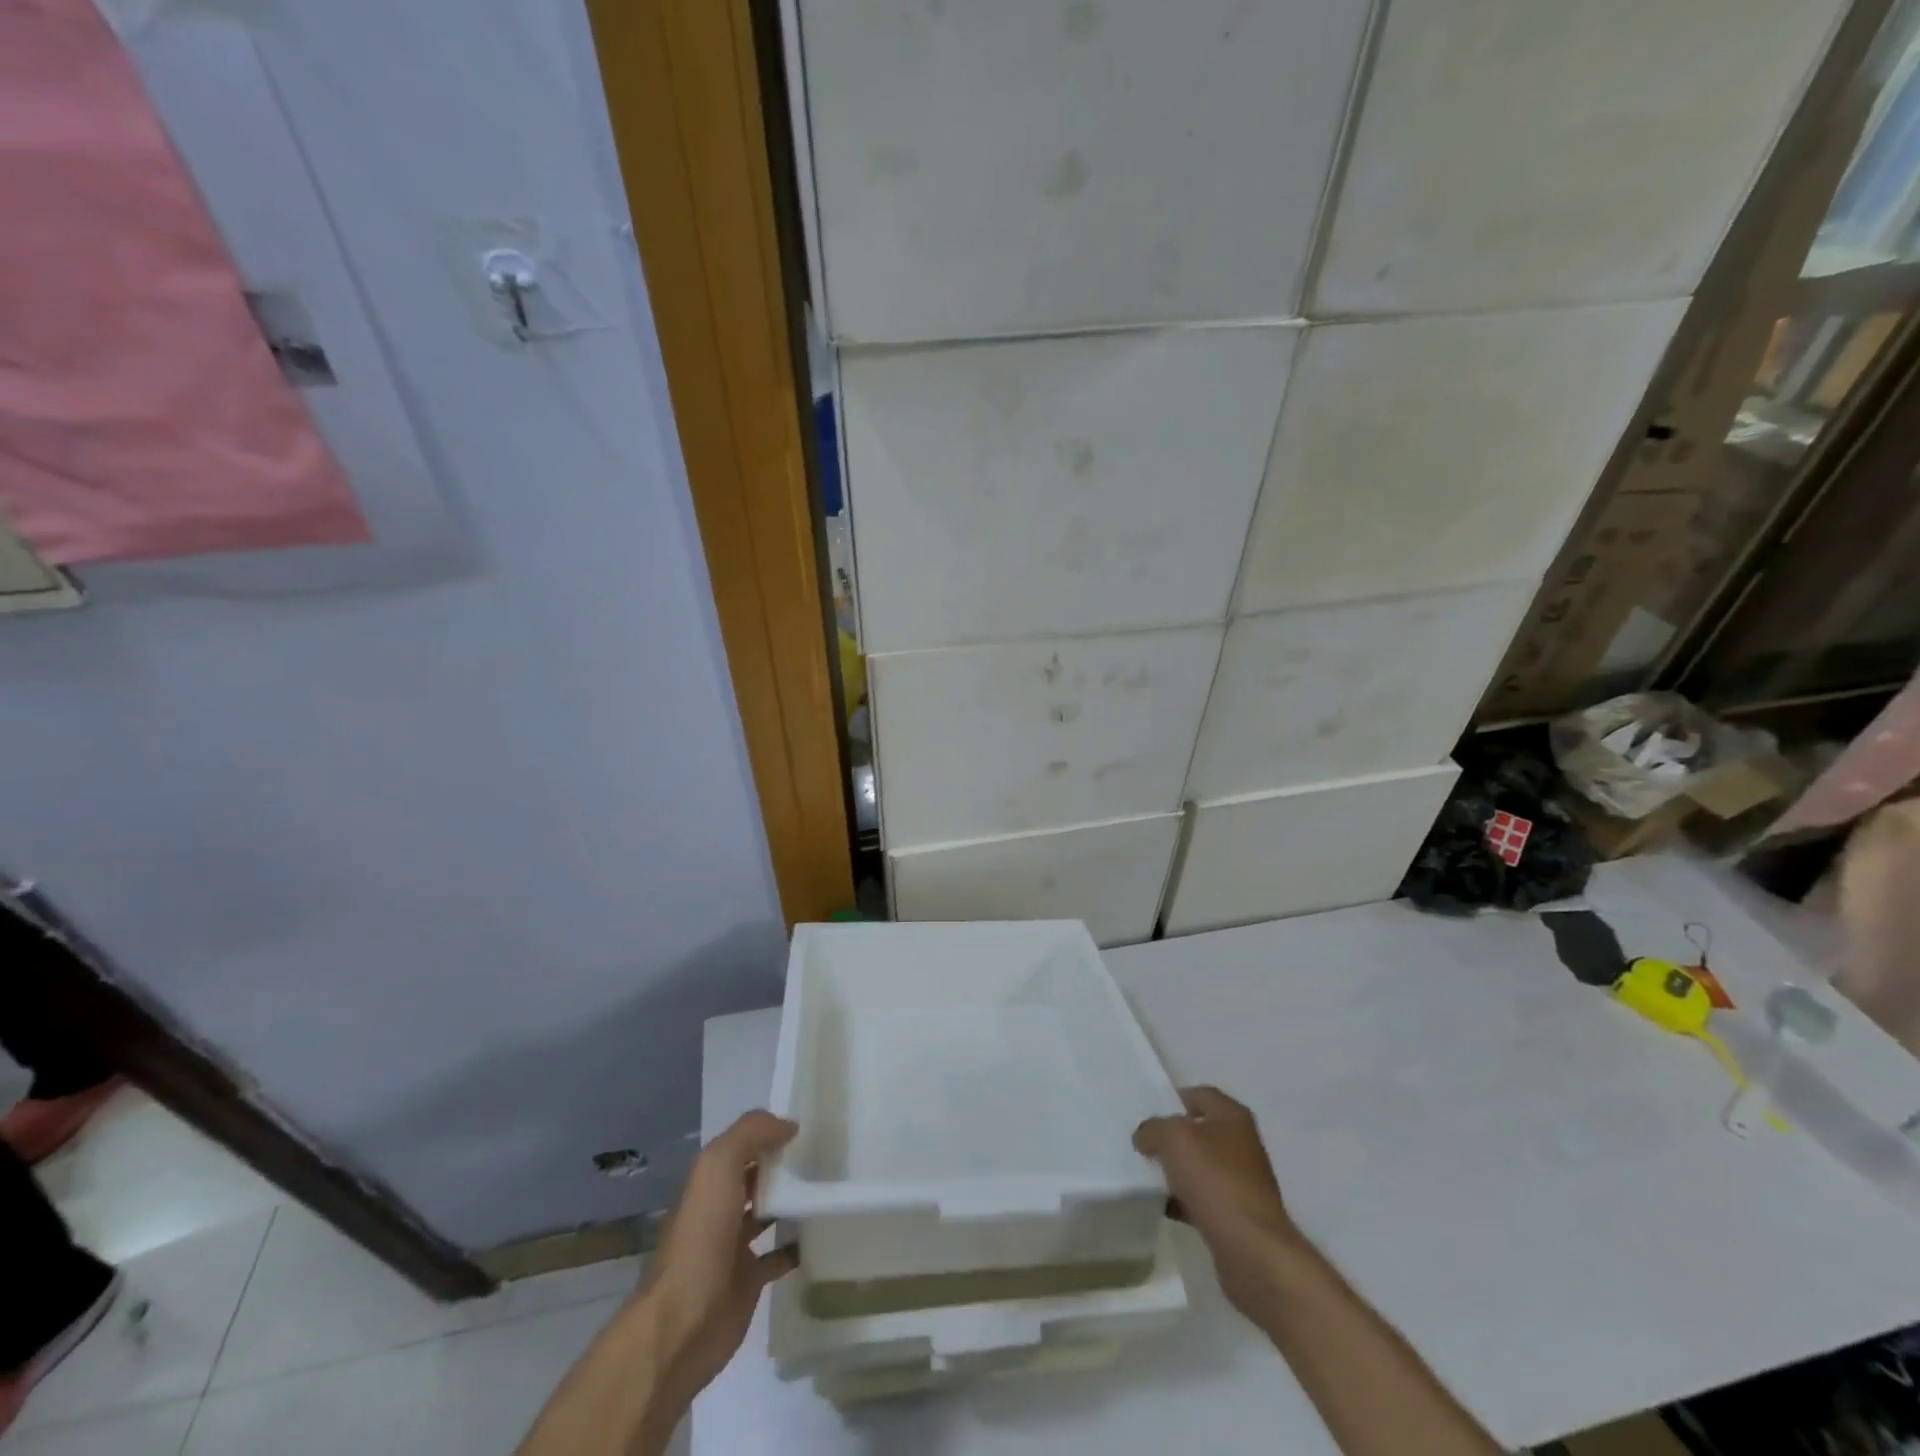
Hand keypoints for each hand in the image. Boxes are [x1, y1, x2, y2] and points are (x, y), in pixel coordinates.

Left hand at [632, 1111, 798, 1422]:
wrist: (684, 1322)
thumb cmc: (701, 1237)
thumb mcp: (718, 1166)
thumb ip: (751, 1134)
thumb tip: (788, 1124)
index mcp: (709, 1180)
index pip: (742, 1144)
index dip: (769, 1131)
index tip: (808, 1124)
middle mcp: (720, 1208)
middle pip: (755, 1177)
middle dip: (783, 1164)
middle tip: (826, 1153)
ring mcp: (734, 1246)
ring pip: (767, 1213)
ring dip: (792, 1201)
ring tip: (828, 1187)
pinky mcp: (749, 1280)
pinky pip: (779, 1256)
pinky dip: (797, 1246)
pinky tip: (820, 1234)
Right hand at [1134, 1086, 1305, 1317]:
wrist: (1253, 1251)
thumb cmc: (1216, 1181)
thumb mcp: (1173, 1139)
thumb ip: (1153, 1129)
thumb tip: (1145, 1137)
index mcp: (1233, 1117)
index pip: (1201, 1094)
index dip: (1174, 1098)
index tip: (1148, 1111)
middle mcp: (1242, 1144)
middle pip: (1200, 1131)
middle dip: (1172, 1137)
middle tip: (1143, 1143)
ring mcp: (1242, 1182)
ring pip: (1200, 1166)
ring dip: (1176, 1171)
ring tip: (1147, 1176)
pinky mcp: (1238, 1216)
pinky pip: (1204, 1198)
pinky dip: (1184, 1200)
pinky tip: (1163, 1207)